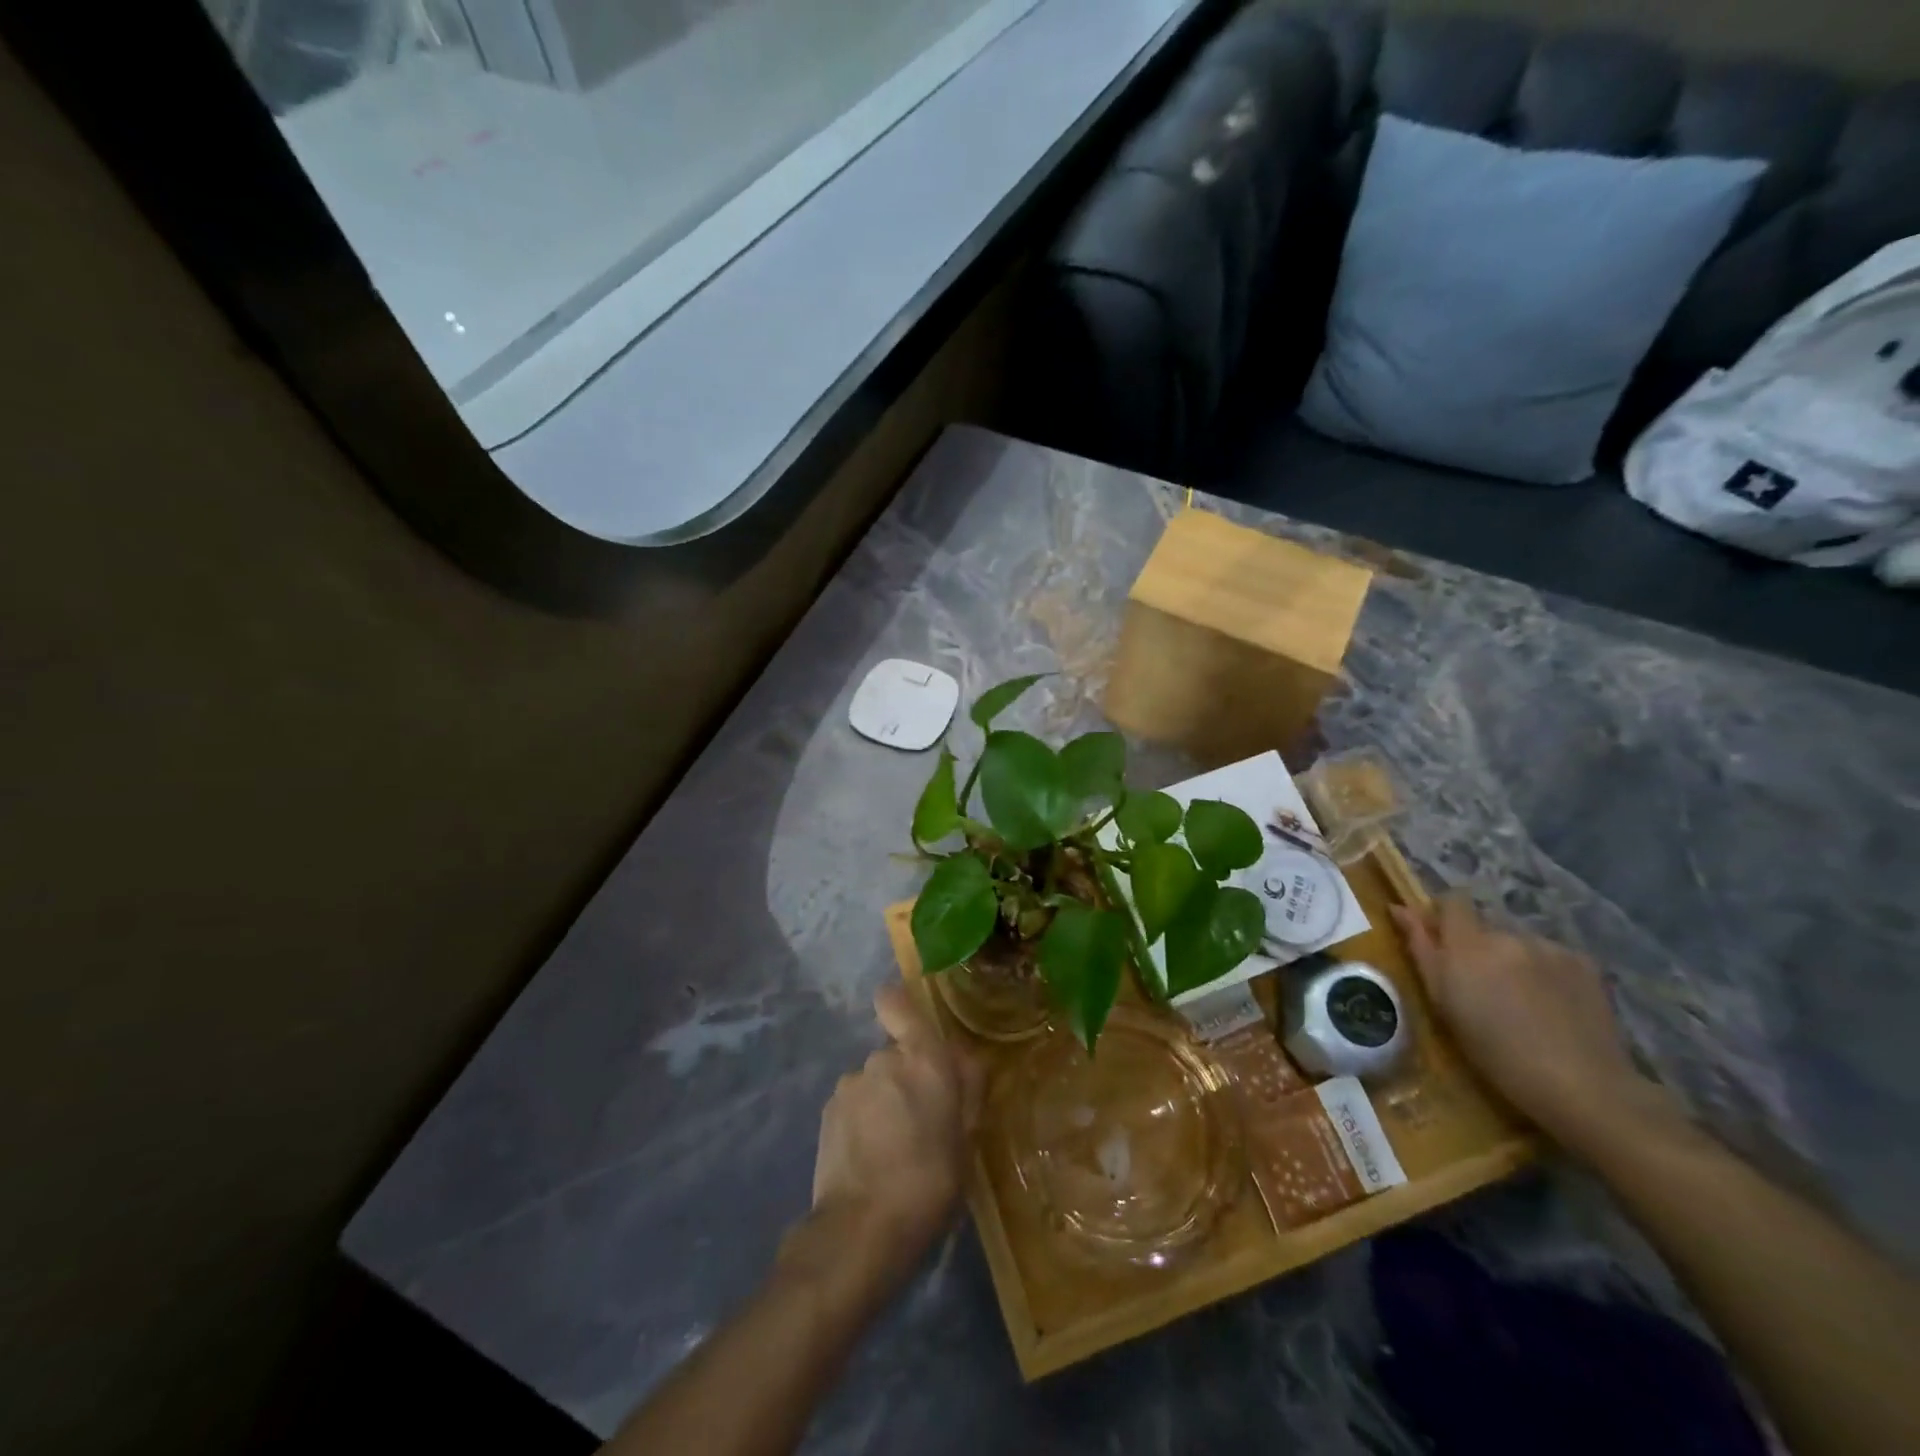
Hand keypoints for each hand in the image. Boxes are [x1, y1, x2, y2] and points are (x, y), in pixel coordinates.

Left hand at [808, 984, 983, 1271]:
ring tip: (893, 1148)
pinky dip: (862, 1121)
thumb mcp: (967, 1140)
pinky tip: (870, 1158)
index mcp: (922, 1058)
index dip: (899, 1004)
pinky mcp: (827, 1112)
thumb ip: (967, 1089)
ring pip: (873, 1081)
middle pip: (894, 1052)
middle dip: (905, 1076)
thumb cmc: (930, 1182)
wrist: (862, 1229)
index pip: (897, 1001)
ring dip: (883, 1100)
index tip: (909, 1024)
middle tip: (920, 1119)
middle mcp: (882, 1059)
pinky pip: (853, 1104)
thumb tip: (964, 1058)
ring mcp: (849, 1084)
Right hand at [1392, 895, 1673, 1151]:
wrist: (1581, 1085)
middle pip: (1486, 926)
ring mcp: (1550, 947)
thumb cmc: (1494, 1051)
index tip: (1442, 941)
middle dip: (1479, 947)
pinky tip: (1553, 1005)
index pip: (1453, 901)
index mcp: (1469, 944)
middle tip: (1483, 987)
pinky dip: (1545, 971)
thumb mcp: (1443, 1003)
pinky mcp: (1585, 963)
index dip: (1444, 915)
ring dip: (1512, 960)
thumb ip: (1421, 949)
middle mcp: (1509, 935)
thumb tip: (1399, 908)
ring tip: (1522, 1001)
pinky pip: (1551, 955)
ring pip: (1519, 942)